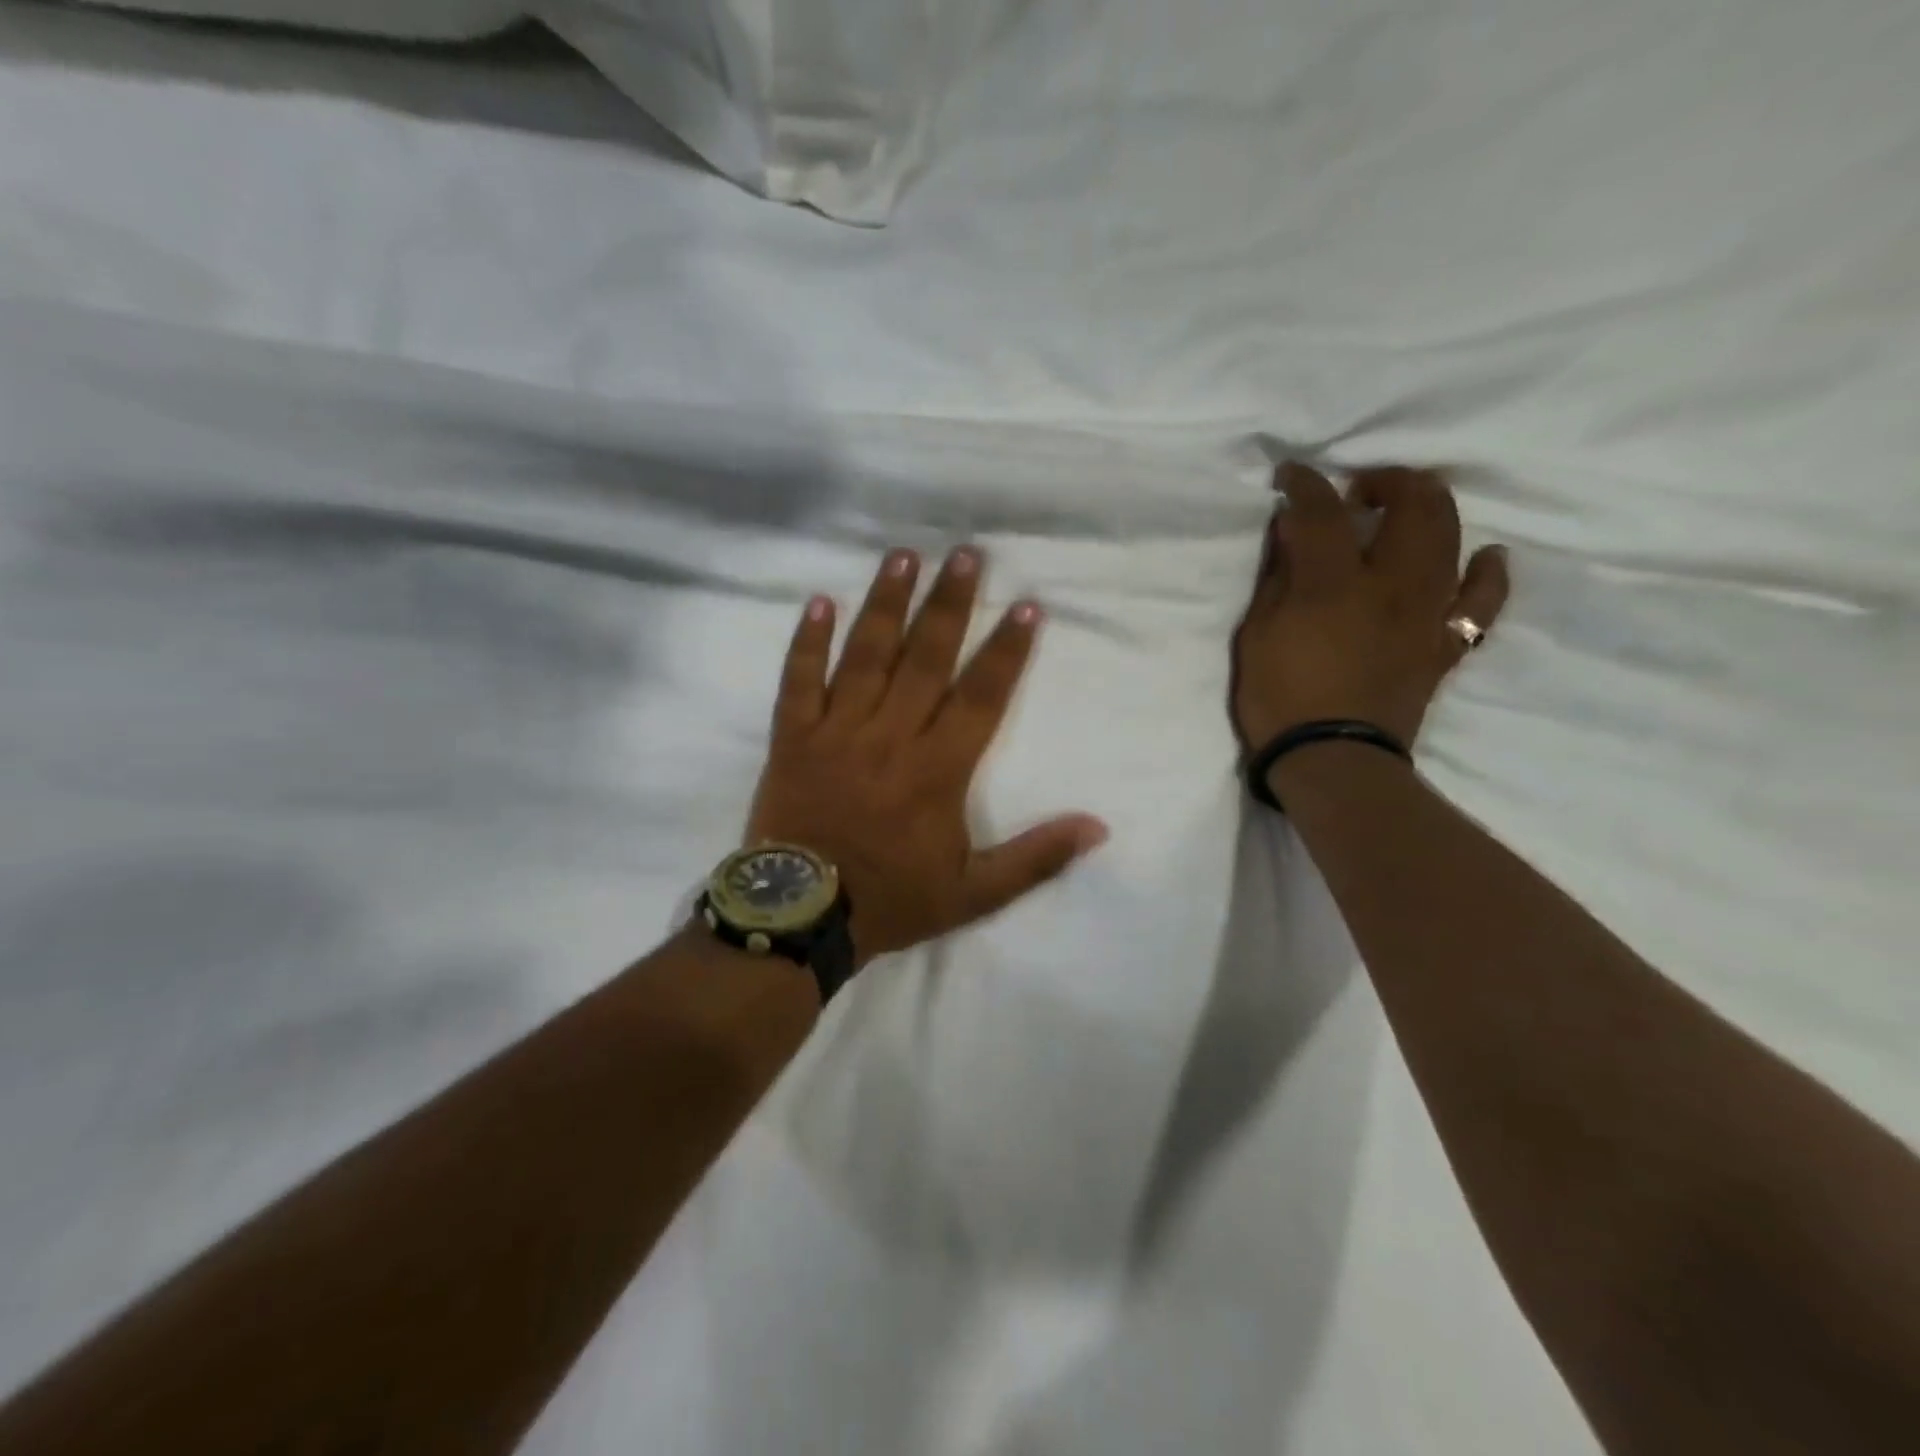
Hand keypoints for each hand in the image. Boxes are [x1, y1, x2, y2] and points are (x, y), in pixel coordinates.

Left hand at [747, 547, 1107, 965]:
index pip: (981, 696)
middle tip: (967, 553)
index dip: (1007, 651)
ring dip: (887, 604)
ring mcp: (837, 732)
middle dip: (950, 604)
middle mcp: (891, 737)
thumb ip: (1036, 858)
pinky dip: (807, 641)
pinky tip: (819, 601)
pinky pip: (799, 681)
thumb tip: (1097, 827)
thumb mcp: (975, 893)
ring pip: (866, 656)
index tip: (1026, 606)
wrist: (801, 916)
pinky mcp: (793, 739)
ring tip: (904, 556)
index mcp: (938, 770)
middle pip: (926, 658)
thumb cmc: (891, 901)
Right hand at [1232, 463, 1508, 751]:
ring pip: (1451, 538)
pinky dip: (1487, 573)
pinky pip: (1481, 602)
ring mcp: (1427, 614)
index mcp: (1334, 584)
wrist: (1331, 761)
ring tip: (1407, 509)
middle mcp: (1391, 585)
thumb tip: (1293, 534)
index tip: (1291, 477)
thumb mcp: (1257, 635)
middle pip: (1412, 506)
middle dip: (1388, 481)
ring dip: (1431, 509)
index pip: (1324, 512)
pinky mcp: (1444, 644)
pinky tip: (1485, 556)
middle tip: (1359, 490)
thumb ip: (1278, 579)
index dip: (1306, 485)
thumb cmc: (1279, 699)